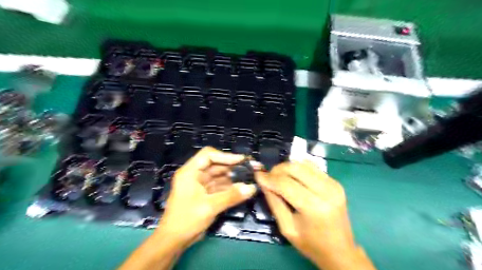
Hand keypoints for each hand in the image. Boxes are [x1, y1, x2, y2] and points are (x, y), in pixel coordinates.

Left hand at [157, 147, 256, 248]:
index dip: (225, 156)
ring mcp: (200, 184)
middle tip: (249, 168)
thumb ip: (231, 196)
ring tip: (249, 177)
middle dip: (232, 166)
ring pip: (219, 175)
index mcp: (190, 172)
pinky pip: (219, 186)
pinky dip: (230, 187)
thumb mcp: (209, 207)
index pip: (208, 155)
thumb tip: (252, 188)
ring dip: (233, 177)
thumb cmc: (186, 220)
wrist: (174, 240)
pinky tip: (241, 188)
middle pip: (215, 164)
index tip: (241, 160)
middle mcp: (195, 175)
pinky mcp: (205, 194)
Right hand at [258, 161, 374, 269]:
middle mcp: (326, 191)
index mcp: (314, 207)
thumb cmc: (311, 244)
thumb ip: (274, 202)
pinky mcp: (335, 182)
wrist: (341, 250)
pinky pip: (312, 167)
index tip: (257, 175)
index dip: (269, 178)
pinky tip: (293, 177)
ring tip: (279, 177)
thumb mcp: (287, 227)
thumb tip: (263, 182)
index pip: (286, 184)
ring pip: (303, 164)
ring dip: (287, 167)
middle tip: (268, 177)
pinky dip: (299, 168)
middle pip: (295, 168)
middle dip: (277, 169)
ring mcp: (333, 184)